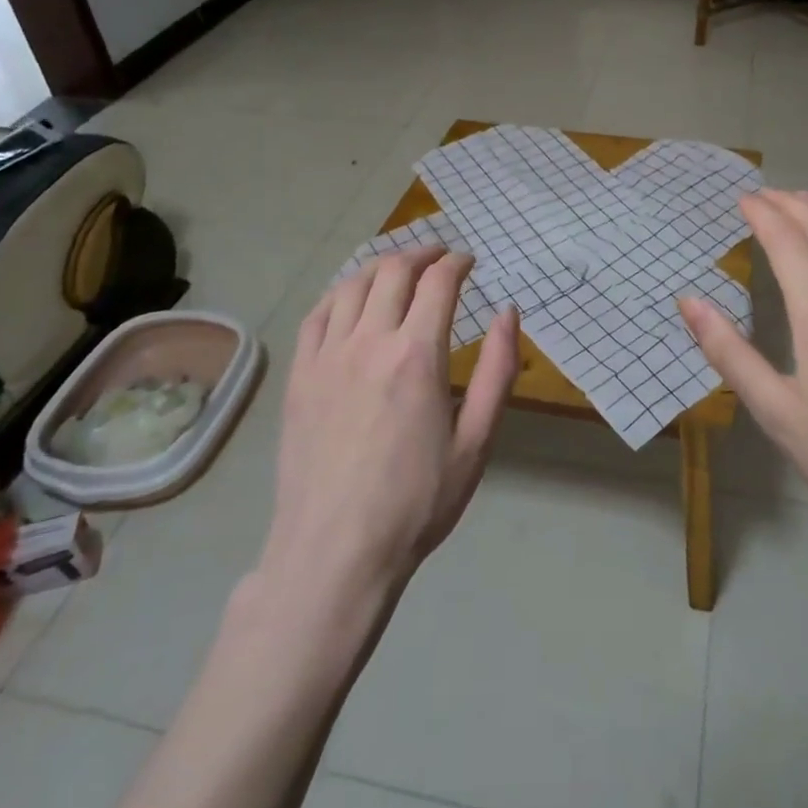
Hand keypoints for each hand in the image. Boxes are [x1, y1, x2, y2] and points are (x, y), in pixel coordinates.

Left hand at [260, 248, 520, 596]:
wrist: (334, 553)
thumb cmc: (417, 502)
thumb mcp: (476, 442)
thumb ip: (497, 371)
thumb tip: (508, 313)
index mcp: (417, 355)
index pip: (438, 282)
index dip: (457, 262)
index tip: (469, 262)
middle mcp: (369, 342)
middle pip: (393, 271)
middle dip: (421, 253)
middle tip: (439, 257)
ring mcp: (326, 357)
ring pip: (351, 284)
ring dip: (380, 266)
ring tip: (399, 270)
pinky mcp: (298, 376)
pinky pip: (317, 314)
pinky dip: (339, 293)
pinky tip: (351, 299)